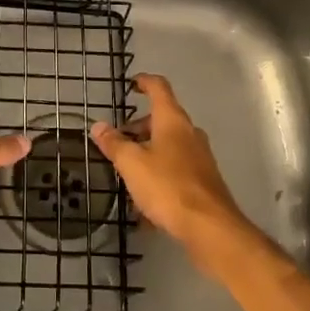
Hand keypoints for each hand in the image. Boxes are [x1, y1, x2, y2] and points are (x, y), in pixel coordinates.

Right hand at [91, 74, 250, 259]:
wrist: (210, 228)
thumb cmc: (168, 186)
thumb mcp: (132, 164)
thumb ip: (114, 143)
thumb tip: (99, 126)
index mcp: (172, 121)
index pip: (159, 88)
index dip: (144, 82)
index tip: (131, 84)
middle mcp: (189, 134)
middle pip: (163, 119)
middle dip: (139, 127)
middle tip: (118, 141)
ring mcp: (200, 158)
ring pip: (169, 146)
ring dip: (148, 153)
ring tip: (127, 173)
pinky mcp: (204, 183)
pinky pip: (176, 170)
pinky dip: (159, 176)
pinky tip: (144, 204)